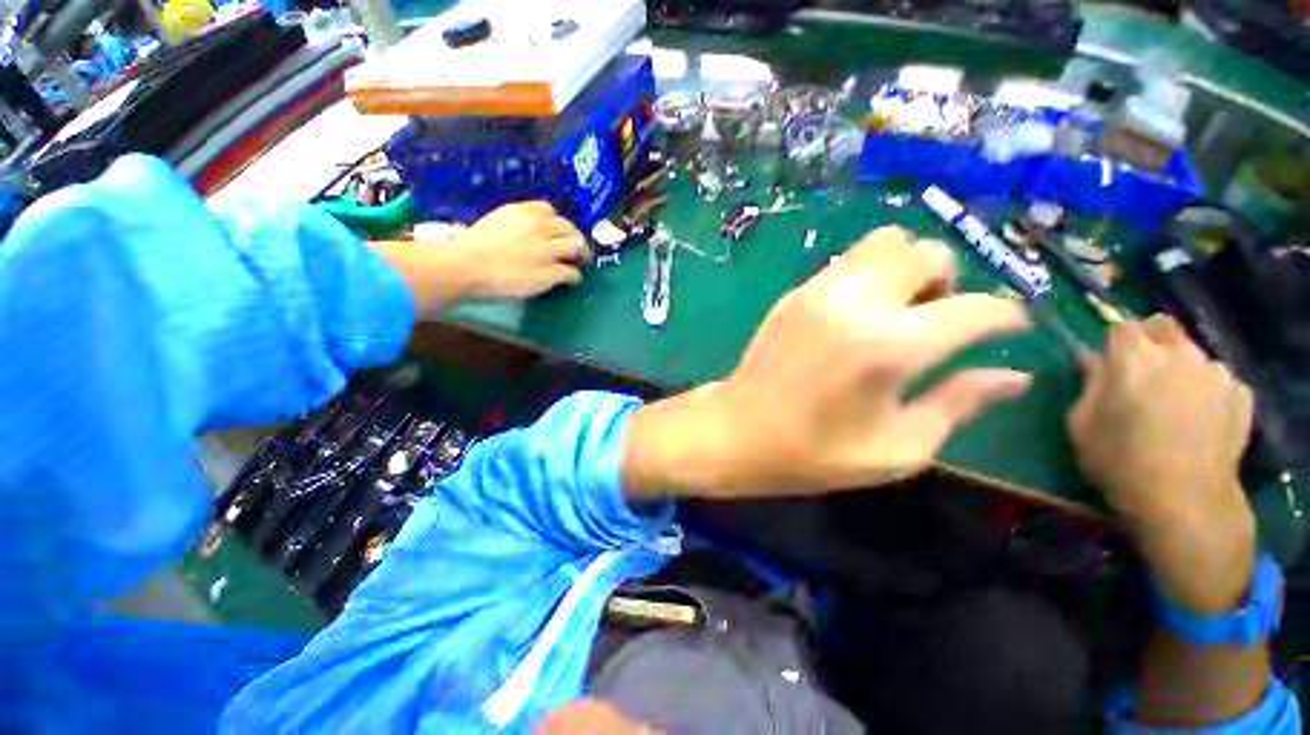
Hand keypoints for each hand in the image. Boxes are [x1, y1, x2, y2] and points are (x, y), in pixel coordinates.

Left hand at [453, 201, 588, 298]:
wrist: (464, 264)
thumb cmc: (505, 279)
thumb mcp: (539, 283)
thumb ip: (562, 276)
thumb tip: (577, 273)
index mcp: (551, 246)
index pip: (577, 246)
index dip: (584, 256)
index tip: (584, 266)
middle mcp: (542, 225)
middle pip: (568, 228)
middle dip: (577, 240)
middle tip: (577, 252)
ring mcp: (524, 214)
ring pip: (554, 214)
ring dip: (563, 225)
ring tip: (560, 236)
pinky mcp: (509, 210)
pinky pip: (535, 206)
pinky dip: (546, 214)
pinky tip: (541, 223)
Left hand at [626, 226, 1031, 498]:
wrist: (738, 431)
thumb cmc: (813, 453)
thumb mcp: (897, 448)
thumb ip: (959, 405)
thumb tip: (1014, 377)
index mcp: (890, 346)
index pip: (977, 309)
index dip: (1007, 317)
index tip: (1011, 328)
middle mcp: (856, 303)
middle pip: (928, 252)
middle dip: (950, 280)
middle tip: (939, 319)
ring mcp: (818, 291)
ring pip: (884, 243)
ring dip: (906, 267)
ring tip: (898, 309)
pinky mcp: (794, 294)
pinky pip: (846, 261)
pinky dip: (869, 274)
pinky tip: (858, 312)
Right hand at [1068, 316, 1256, 613]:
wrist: (1186, 503)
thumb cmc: (1121, 462)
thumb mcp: (1082, 424)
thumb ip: (1088, 384)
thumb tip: (1092, 360)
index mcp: (1133, 357)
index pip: (1121, 326)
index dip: (1113, 343)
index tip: (1109, 363)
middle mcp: (1179, 353)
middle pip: (1163, 327)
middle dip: (1151, 343)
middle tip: (1143, 375)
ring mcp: (1216, 371)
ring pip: (1193, 354)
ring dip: (1180, 368)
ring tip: (1176, 404)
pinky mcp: (1241, 393)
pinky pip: (1218, 379)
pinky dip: (1206, 390)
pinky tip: (1201, 419)